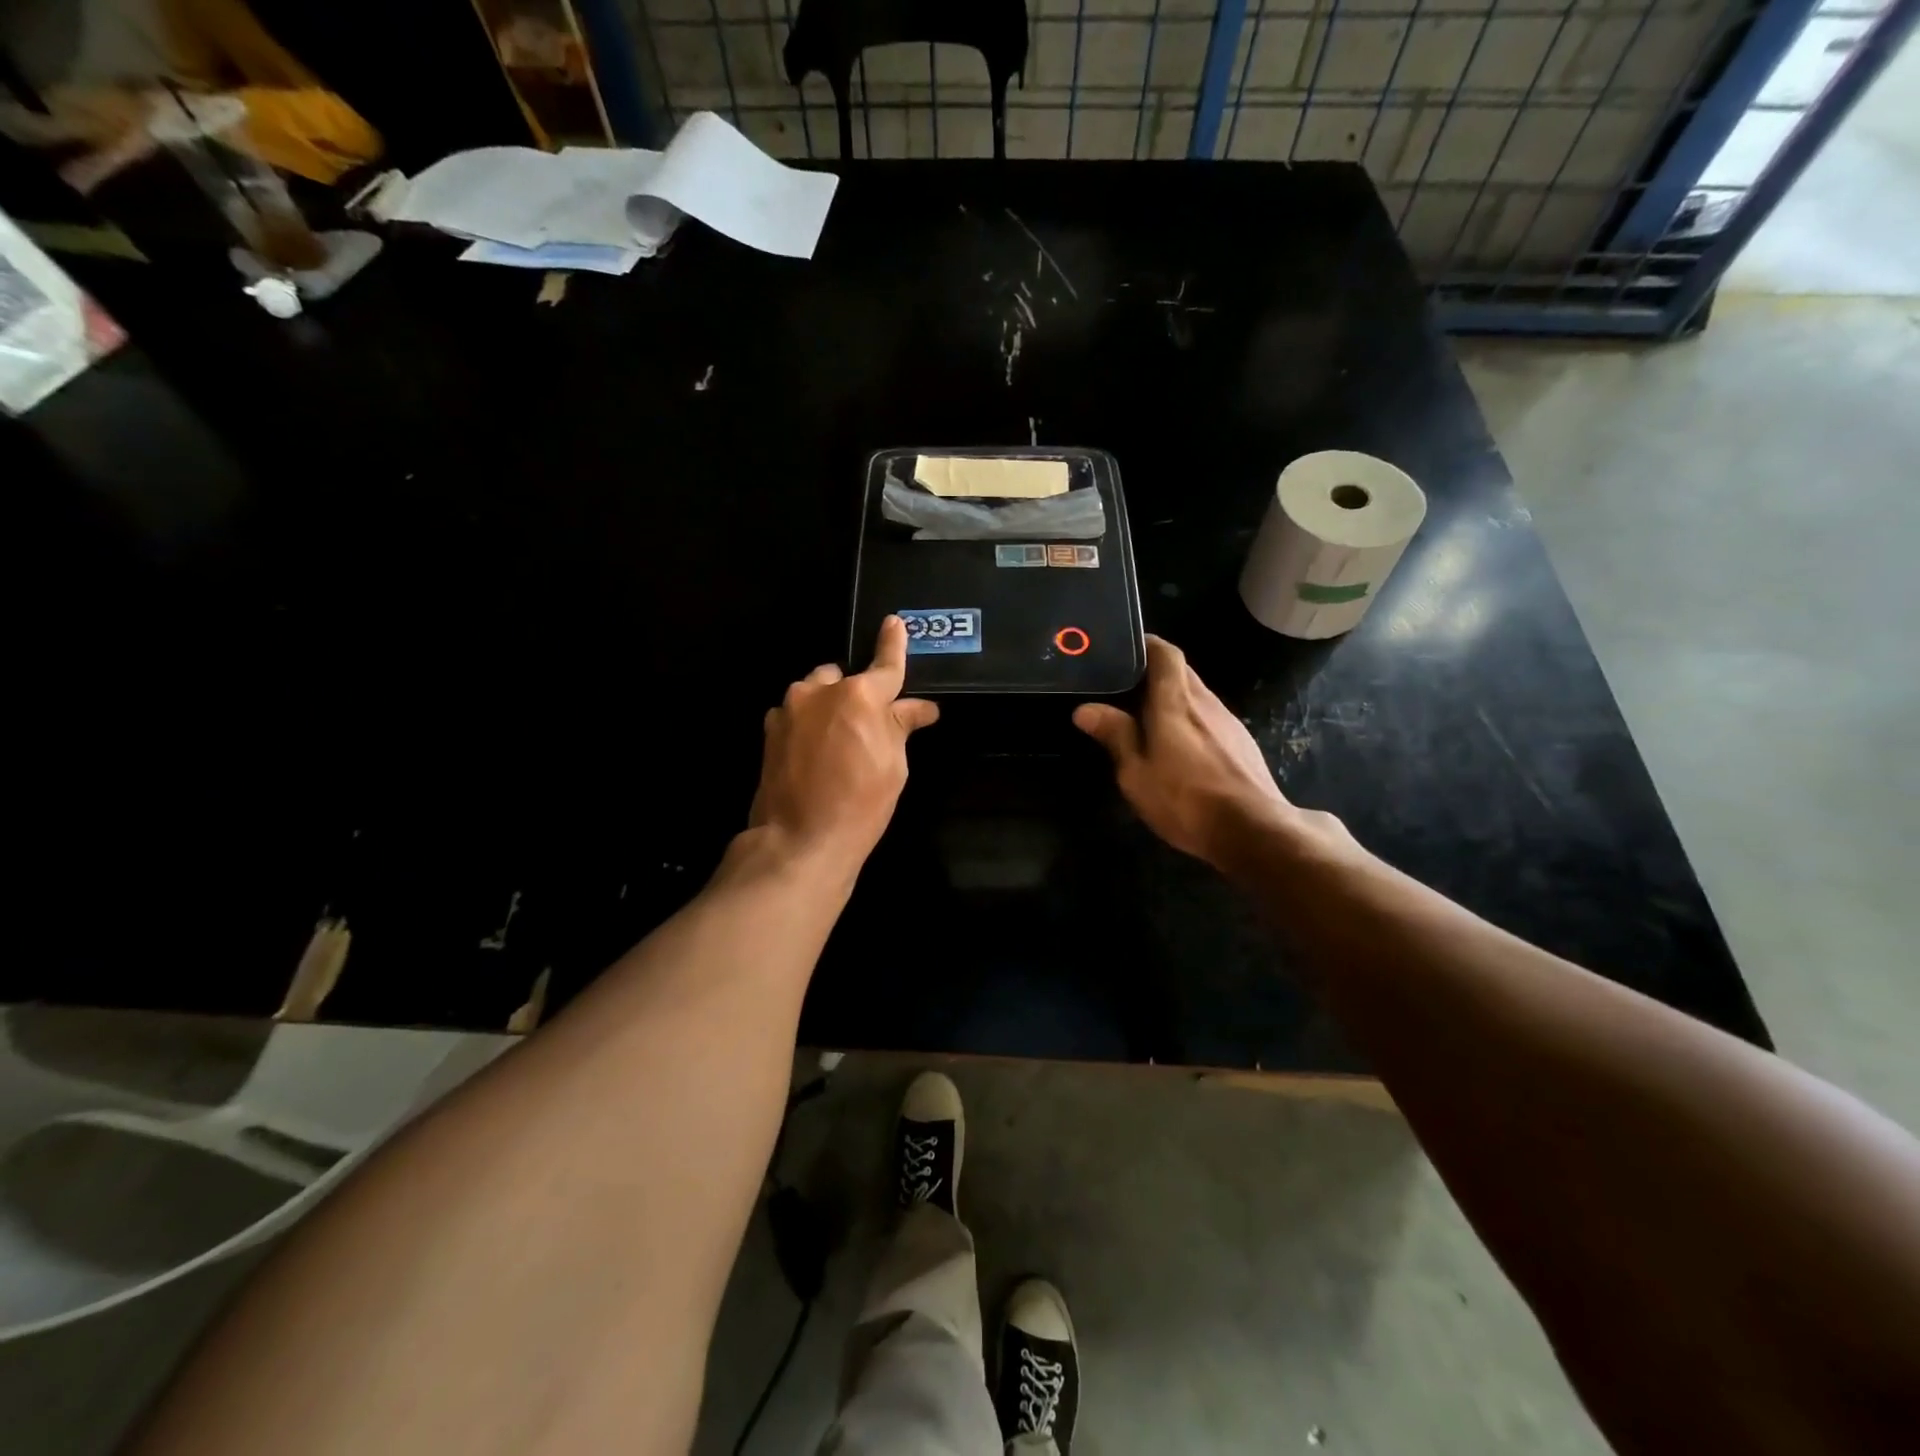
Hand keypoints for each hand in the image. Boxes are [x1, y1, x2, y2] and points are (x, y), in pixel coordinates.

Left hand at [749, 617, 939, 871]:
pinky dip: (809, 724)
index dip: (894, 644)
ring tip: (838, 742)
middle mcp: (820, 691)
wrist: (800, 840)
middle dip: (856, 693)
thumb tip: (920, 708)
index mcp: (859, 695)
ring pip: (816, 693)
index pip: (886, 665)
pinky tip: (814, 754)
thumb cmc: (861, 804)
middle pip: (844, 678)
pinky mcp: (770, 730)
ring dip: (829, 707)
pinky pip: (797, 714)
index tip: (894, 623)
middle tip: (869, 726)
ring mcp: (789, 709)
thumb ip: (901, 727)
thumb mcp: (894, 765)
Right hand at [1074, 635, 1334, 865]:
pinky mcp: (1241, 743)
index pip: (1165, 652)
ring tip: (1146, 719)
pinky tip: (1179, 748)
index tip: (1123, 651)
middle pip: (1181, 671)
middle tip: (1124, 688)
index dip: (1146, 645)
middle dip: (1154, 673)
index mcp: (1175, 701)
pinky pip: (1209, 718)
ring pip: (1196, 695)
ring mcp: (1228, 722)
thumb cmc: (1185, 800)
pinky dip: (1190, 721)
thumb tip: (1086, 709)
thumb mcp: (1136, 773)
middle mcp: (1205, 702)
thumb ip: (1115, 735)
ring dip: (1172, 699)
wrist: (1253, 830)